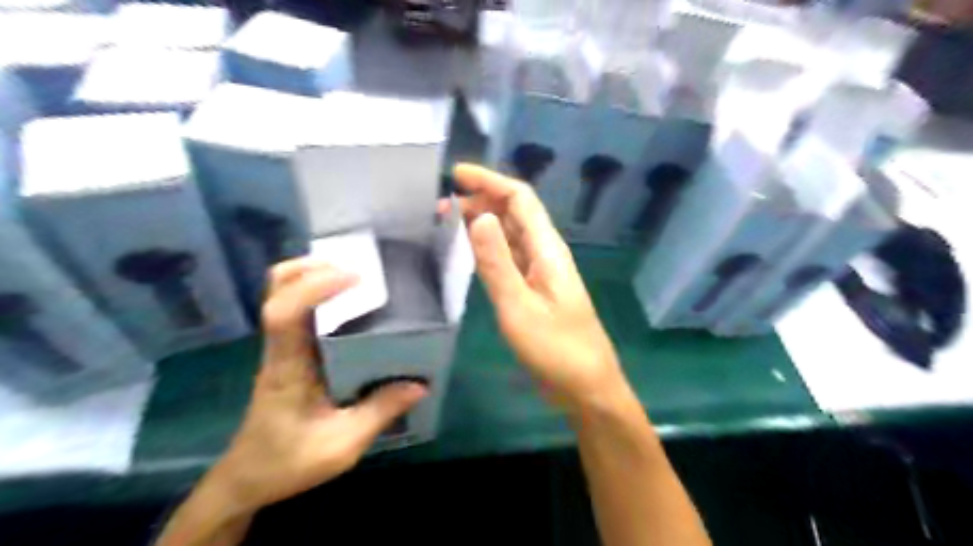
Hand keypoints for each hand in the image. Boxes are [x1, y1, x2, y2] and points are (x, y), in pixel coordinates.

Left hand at [212, 259, 426, 515]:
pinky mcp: (288, 353)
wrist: (247, 478)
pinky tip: (348, 303)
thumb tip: (419, 384)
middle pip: (275, 289)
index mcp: (287, 367)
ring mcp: (281, 348)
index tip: (354, 277)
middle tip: (354, 269)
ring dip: (312, 275)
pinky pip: (296, 309)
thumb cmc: (287, 462)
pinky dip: (316, 293)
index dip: (313, 286)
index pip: (283, 313)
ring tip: (354, 278)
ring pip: (281, 293)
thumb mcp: (341, 446)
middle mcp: (280, 348)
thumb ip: (379, 413)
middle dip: (310, 267)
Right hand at [453, 165, 626, 410]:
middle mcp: (545, 253)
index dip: (490, 180)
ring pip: (511, 234)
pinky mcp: (534, 290)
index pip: (520, 199)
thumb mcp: (519, 307)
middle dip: (481, 199)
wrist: (585, 386)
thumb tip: (478, 216)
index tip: (456, 174)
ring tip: (450, 222)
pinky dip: (489, 247)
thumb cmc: (555, 349)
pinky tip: (471, 252)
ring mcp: (540, 272)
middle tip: (442, 205)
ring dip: (484, 222)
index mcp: (547, 249)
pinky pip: (510, 257)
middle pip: (514, 212)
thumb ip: (497, 263)